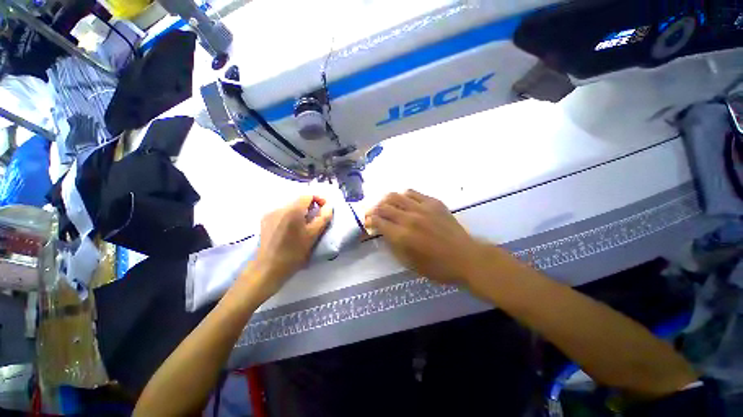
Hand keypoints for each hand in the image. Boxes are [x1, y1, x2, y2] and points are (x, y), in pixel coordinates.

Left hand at [249, 195, 332, 299]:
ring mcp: (270, 213)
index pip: (308, 195)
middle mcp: (280, 207)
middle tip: (316, 219)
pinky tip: (290, 228)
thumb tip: (329, 206)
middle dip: (310, 206)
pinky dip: (290, 215)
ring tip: (303, 225)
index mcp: (293, 210)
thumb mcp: (313, 235)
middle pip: (299, 199)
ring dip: (300, 211)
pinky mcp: (265, 220)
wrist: (268, 268)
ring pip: (290, 205)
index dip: (319, 199)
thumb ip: (324, 217)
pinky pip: (282, 211)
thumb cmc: (294, 252)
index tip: (324, 210)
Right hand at [365, 190, 485, 284]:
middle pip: (383, 206)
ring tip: (385, 205)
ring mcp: (422, 208)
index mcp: (402, 236)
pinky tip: (403, 201)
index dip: (369, 220)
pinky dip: (403, 196)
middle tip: (373, 213)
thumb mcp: (409, 263)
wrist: (465, 257)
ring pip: (395, 196)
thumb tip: (383, 232)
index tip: (368, 222)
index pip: (378, 221)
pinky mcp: (433, 202)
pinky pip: (412, 193)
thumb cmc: (437, 266)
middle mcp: (409, 218)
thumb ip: (393, 246)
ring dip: (386, 200)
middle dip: (374, 209)